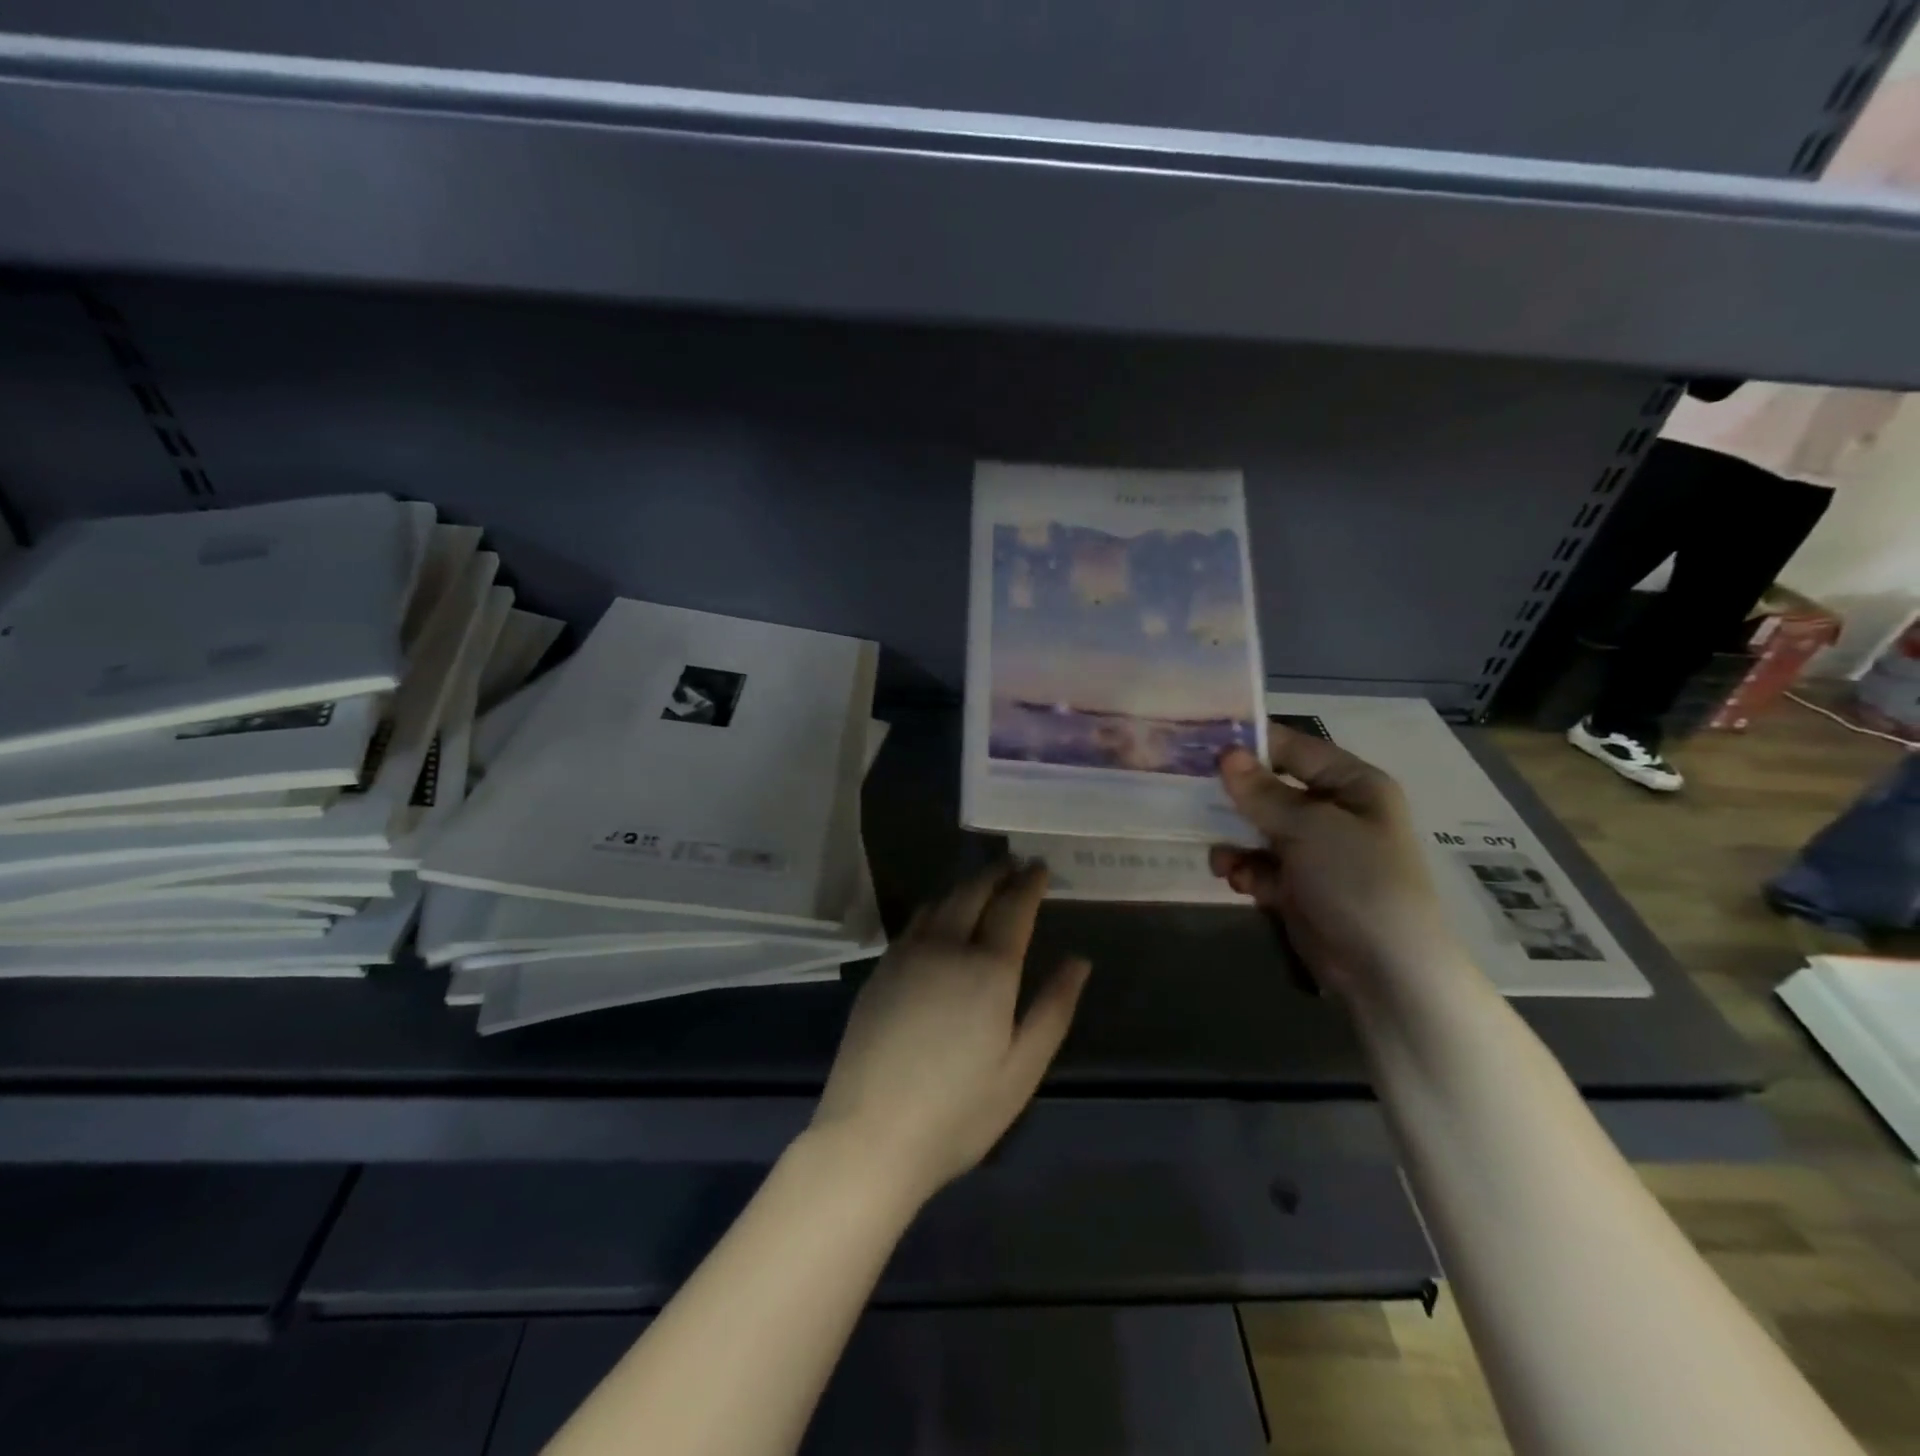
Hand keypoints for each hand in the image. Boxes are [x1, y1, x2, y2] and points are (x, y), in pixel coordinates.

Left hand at [811, 862, 1090, 1206]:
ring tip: (982, 885)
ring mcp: (905, 956)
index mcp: (987, 969)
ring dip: (965, 886)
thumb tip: (1078, 961)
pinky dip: (936, 908)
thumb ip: (1053, 1008)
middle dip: (996, 873)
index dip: (1029, 883)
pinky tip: (940, 919)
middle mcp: (944, 947)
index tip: (1040, 866)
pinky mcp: (879, 971)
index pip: (1013, 908)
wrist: (870, 1135)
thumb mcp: (1022, 1069)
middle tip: (1013, 864)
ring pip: (939, 902)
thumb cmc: (959, 1111)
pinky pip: (913, 923)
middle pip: (972, 892)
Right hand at [1209, 731, 1461, 1002]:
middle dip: (1234, 797)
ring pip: (1258, 829)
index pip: (1295, 748)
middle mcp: (1333, 812)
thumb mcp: (1310, 828)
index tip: (1203, 742)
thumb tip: (1226, 754)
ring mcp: (1315, 851)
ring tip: (1221, 858)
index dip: (1252, 743)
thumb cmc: (1357, 880)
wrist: (1384, 969)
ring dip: (1235, 840)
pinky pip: (1259, 864)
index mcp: (1351, 785)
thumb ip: (1263, 792)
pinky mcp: (1298, 885)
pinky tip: (1238, 882)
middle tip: (1188, 793)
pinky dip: (1246, 870)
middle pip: (1271, 789)